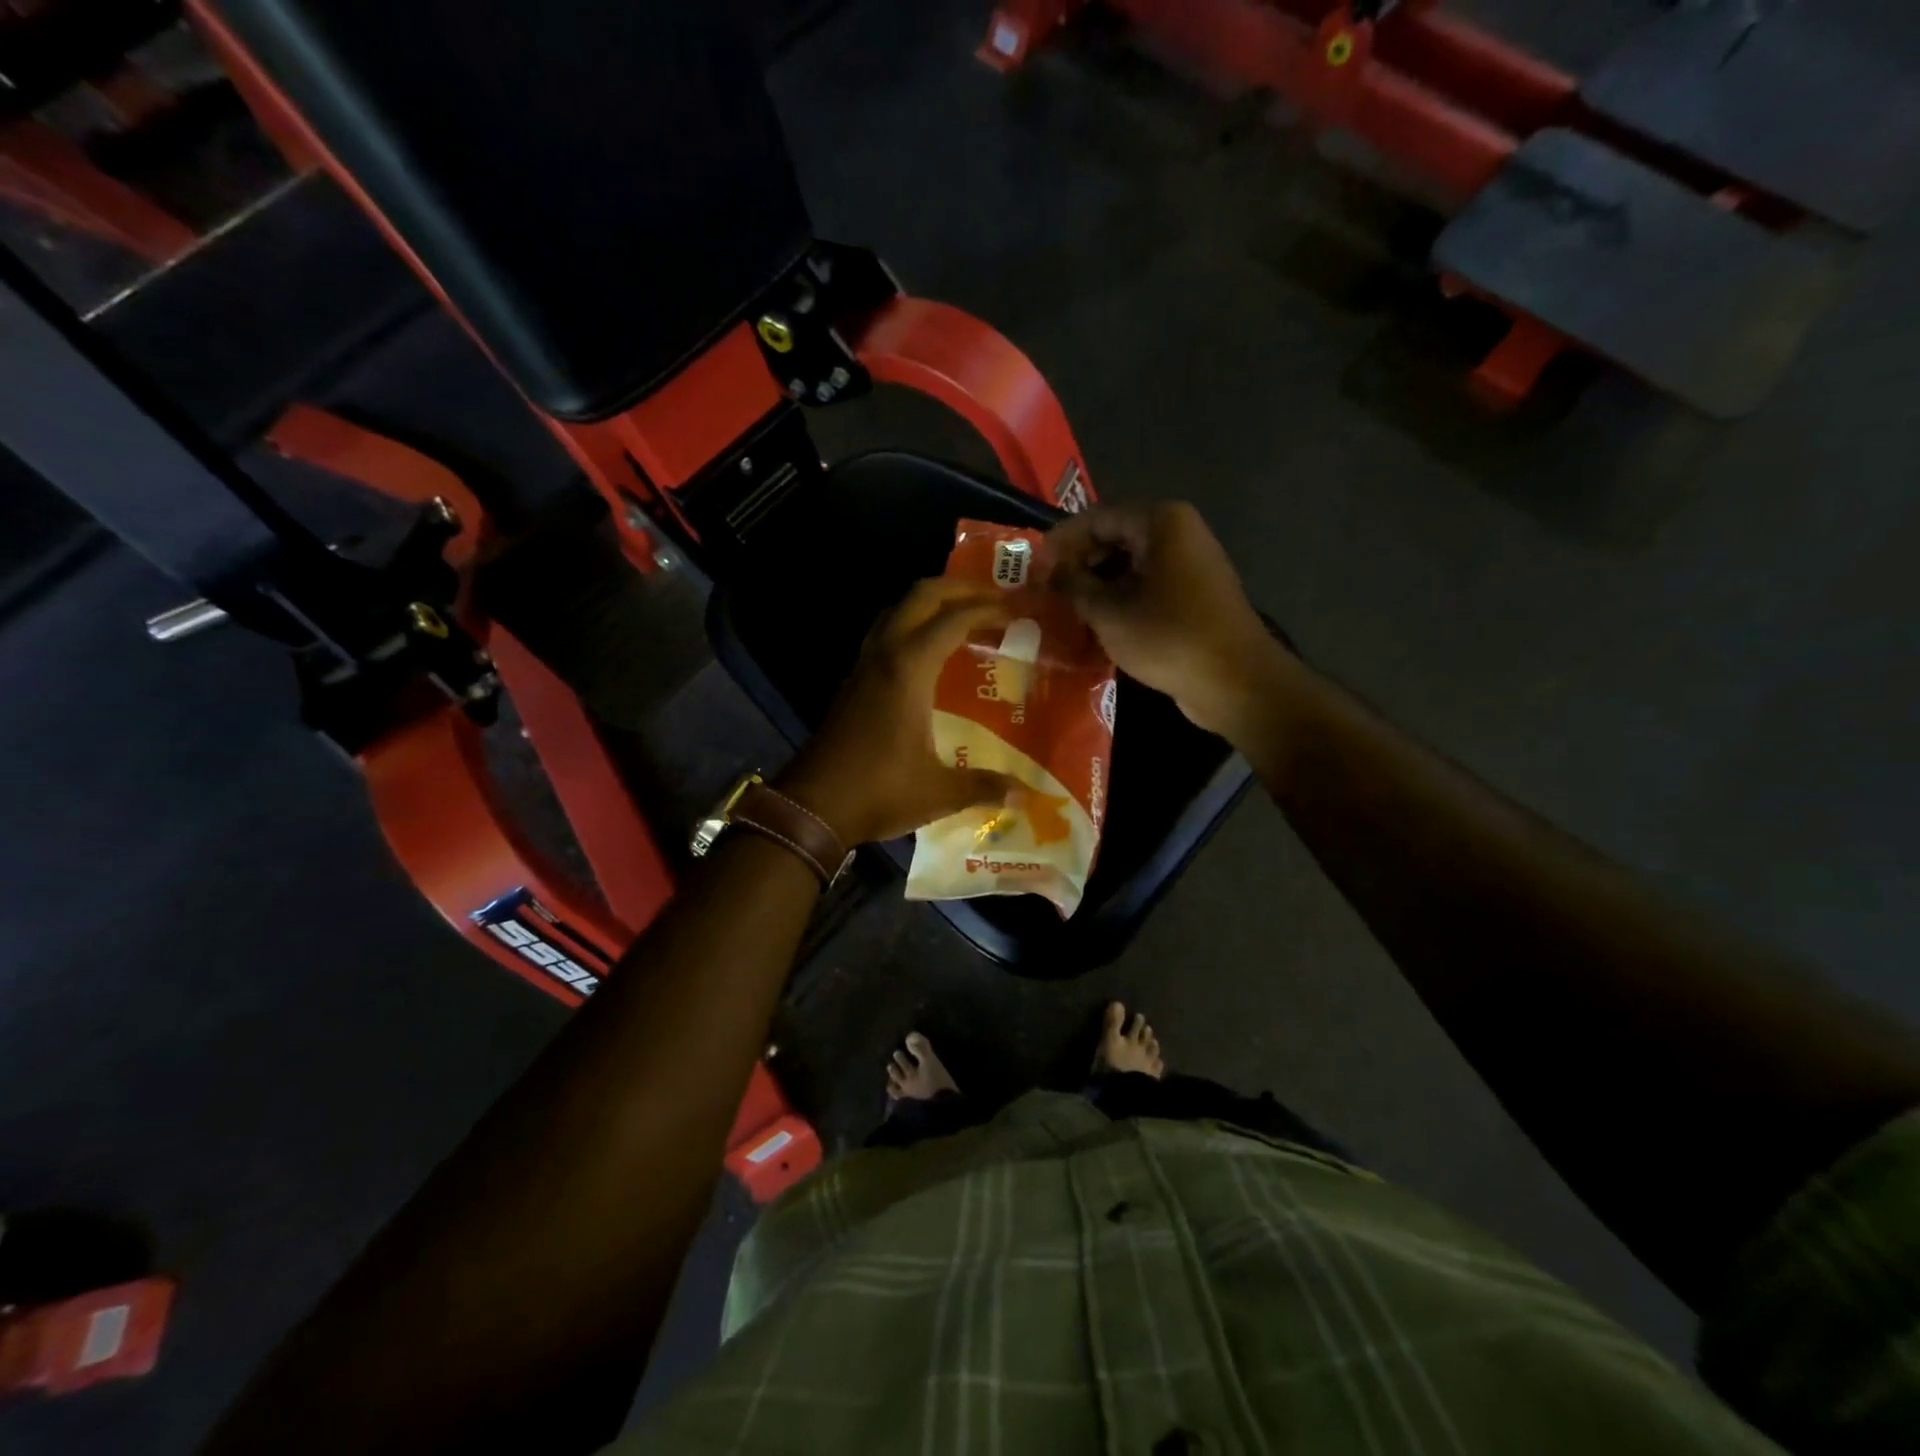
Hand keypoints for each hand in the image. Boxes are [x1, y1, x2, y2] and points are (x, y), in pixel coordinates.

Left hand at [777, 578, 1019, 844]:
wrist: (813, 807)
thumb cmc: (879, 791)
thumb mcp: (940, 792)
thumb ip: (984, 785)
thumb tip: (1023, 793)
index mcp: (909, 669)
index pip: (954, 619)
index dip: (988, 609)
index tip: (1018, 610)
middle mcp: (884, 655)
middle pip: (921, 596)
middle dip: (959, 588)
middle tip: (994, 599)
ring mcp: (863, 665)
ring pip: (898, 610)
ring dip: (931, 603)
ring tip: (964, 617)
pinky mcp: (852, 682)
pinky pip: (885, 633)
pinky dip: (912, 625)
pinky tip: (930, 653)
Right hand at [1045, 502, 1289, 737]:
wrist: (1234, 681)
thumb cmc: (1168, 637)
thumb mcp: (1109, 612)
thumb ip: (1072, 585)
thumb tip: (1047, 573)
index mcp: (1161, 522)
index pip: (1095, 518)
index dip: (1060, 542)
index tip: (1032, 569)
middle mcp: (1179, 532)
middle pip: (1114, 537)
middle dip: (1078, 563)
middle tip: (1046, 591)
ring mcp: (1190, 563)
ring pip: (1129, 564)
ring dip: (1097, 584)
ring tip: (1065, 609)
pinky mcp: (1194, 594)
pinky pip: (1147, 585)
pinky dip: (1120, 598)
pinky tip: (1096, 622)